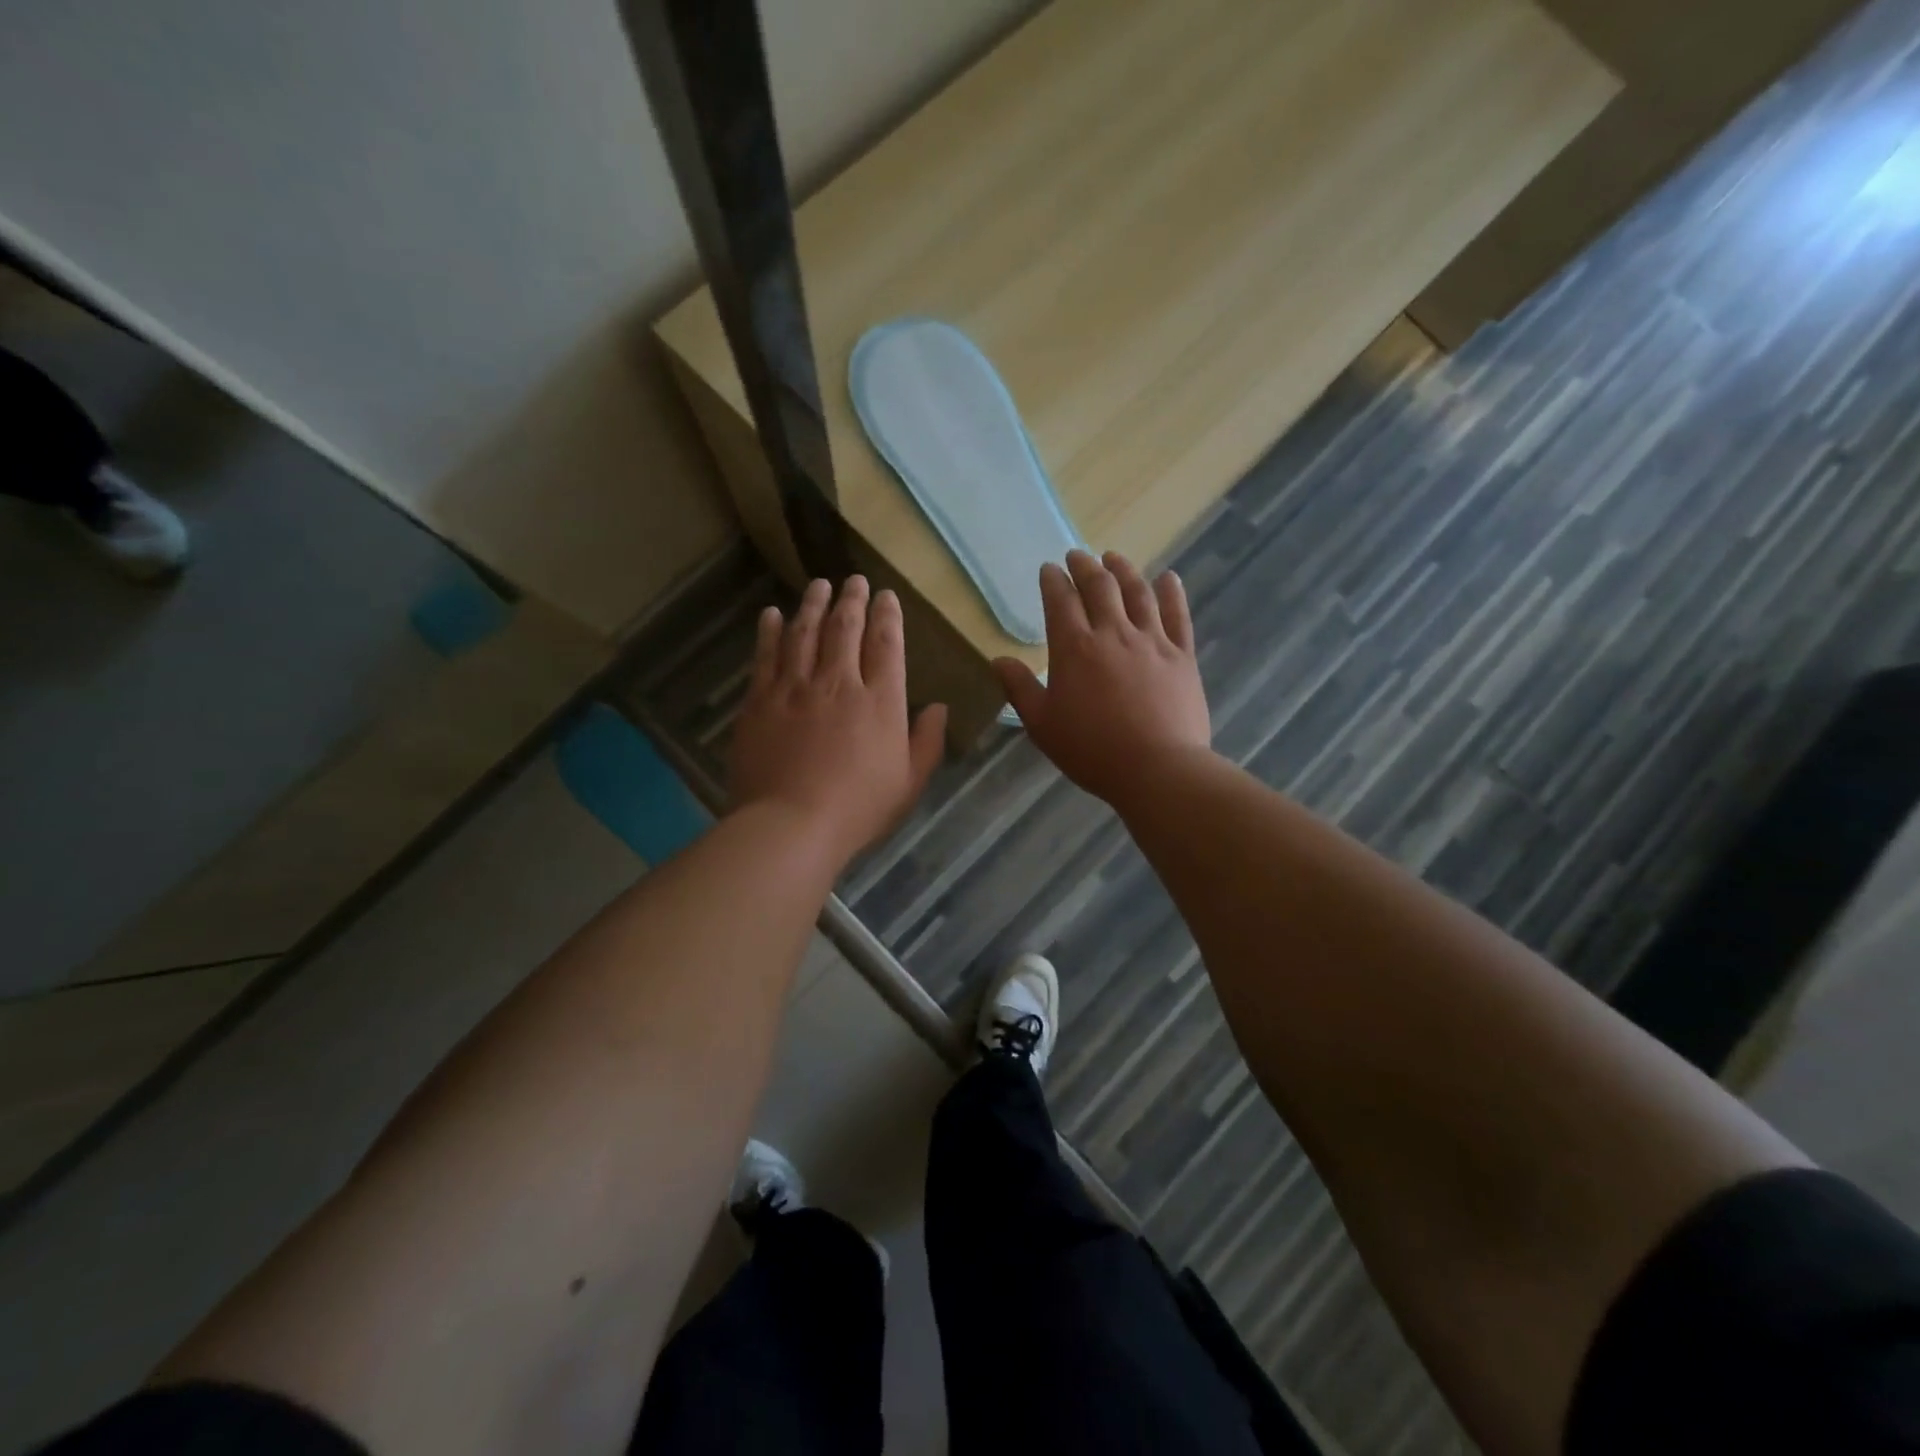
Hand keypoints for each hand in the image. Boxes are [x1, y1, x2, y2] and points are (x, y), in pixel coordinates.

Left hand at [729, 576, 947, 865]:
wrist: (791, 825)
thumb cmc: (858, 809)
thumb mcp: (909, 782)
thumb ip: (927, 741)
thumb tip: (938, 707)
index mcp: (880, 701)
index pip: (886, 644)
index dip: (887, 616)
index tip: (886, 596)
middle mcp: (839, 682)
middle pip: (846, 628)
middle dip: (852, 599)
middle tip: (854, 579)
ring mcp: (795, 688)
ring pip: (804, 632)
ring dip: (813, 604)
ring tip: (819, 585)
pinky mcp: (760, 700)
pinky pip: (765, 655)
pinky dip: (769, 631)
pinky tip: (771, 614)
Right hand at [993, 550, 1211, 804]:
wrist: (1156, 768)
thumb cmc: (1091, 750)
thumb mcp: (1042, 725)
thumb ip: (1020, 689)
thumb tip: (998, 660)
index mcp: (1074, 648)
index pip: (1060, 601)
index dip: (1053, 581)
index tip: (1048, 570)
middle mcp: (1113, 633)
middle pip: (1099, 587)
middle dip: (1085, 567)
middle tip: (1077, 556)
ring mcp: (1151, 641)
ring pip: (1137, 593)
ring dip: (1123, 570)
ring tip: (1114, 557)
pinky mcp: (1181, 655)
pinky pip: (1177, 615)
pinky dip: (1171, 593)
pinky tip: (1168, 578)